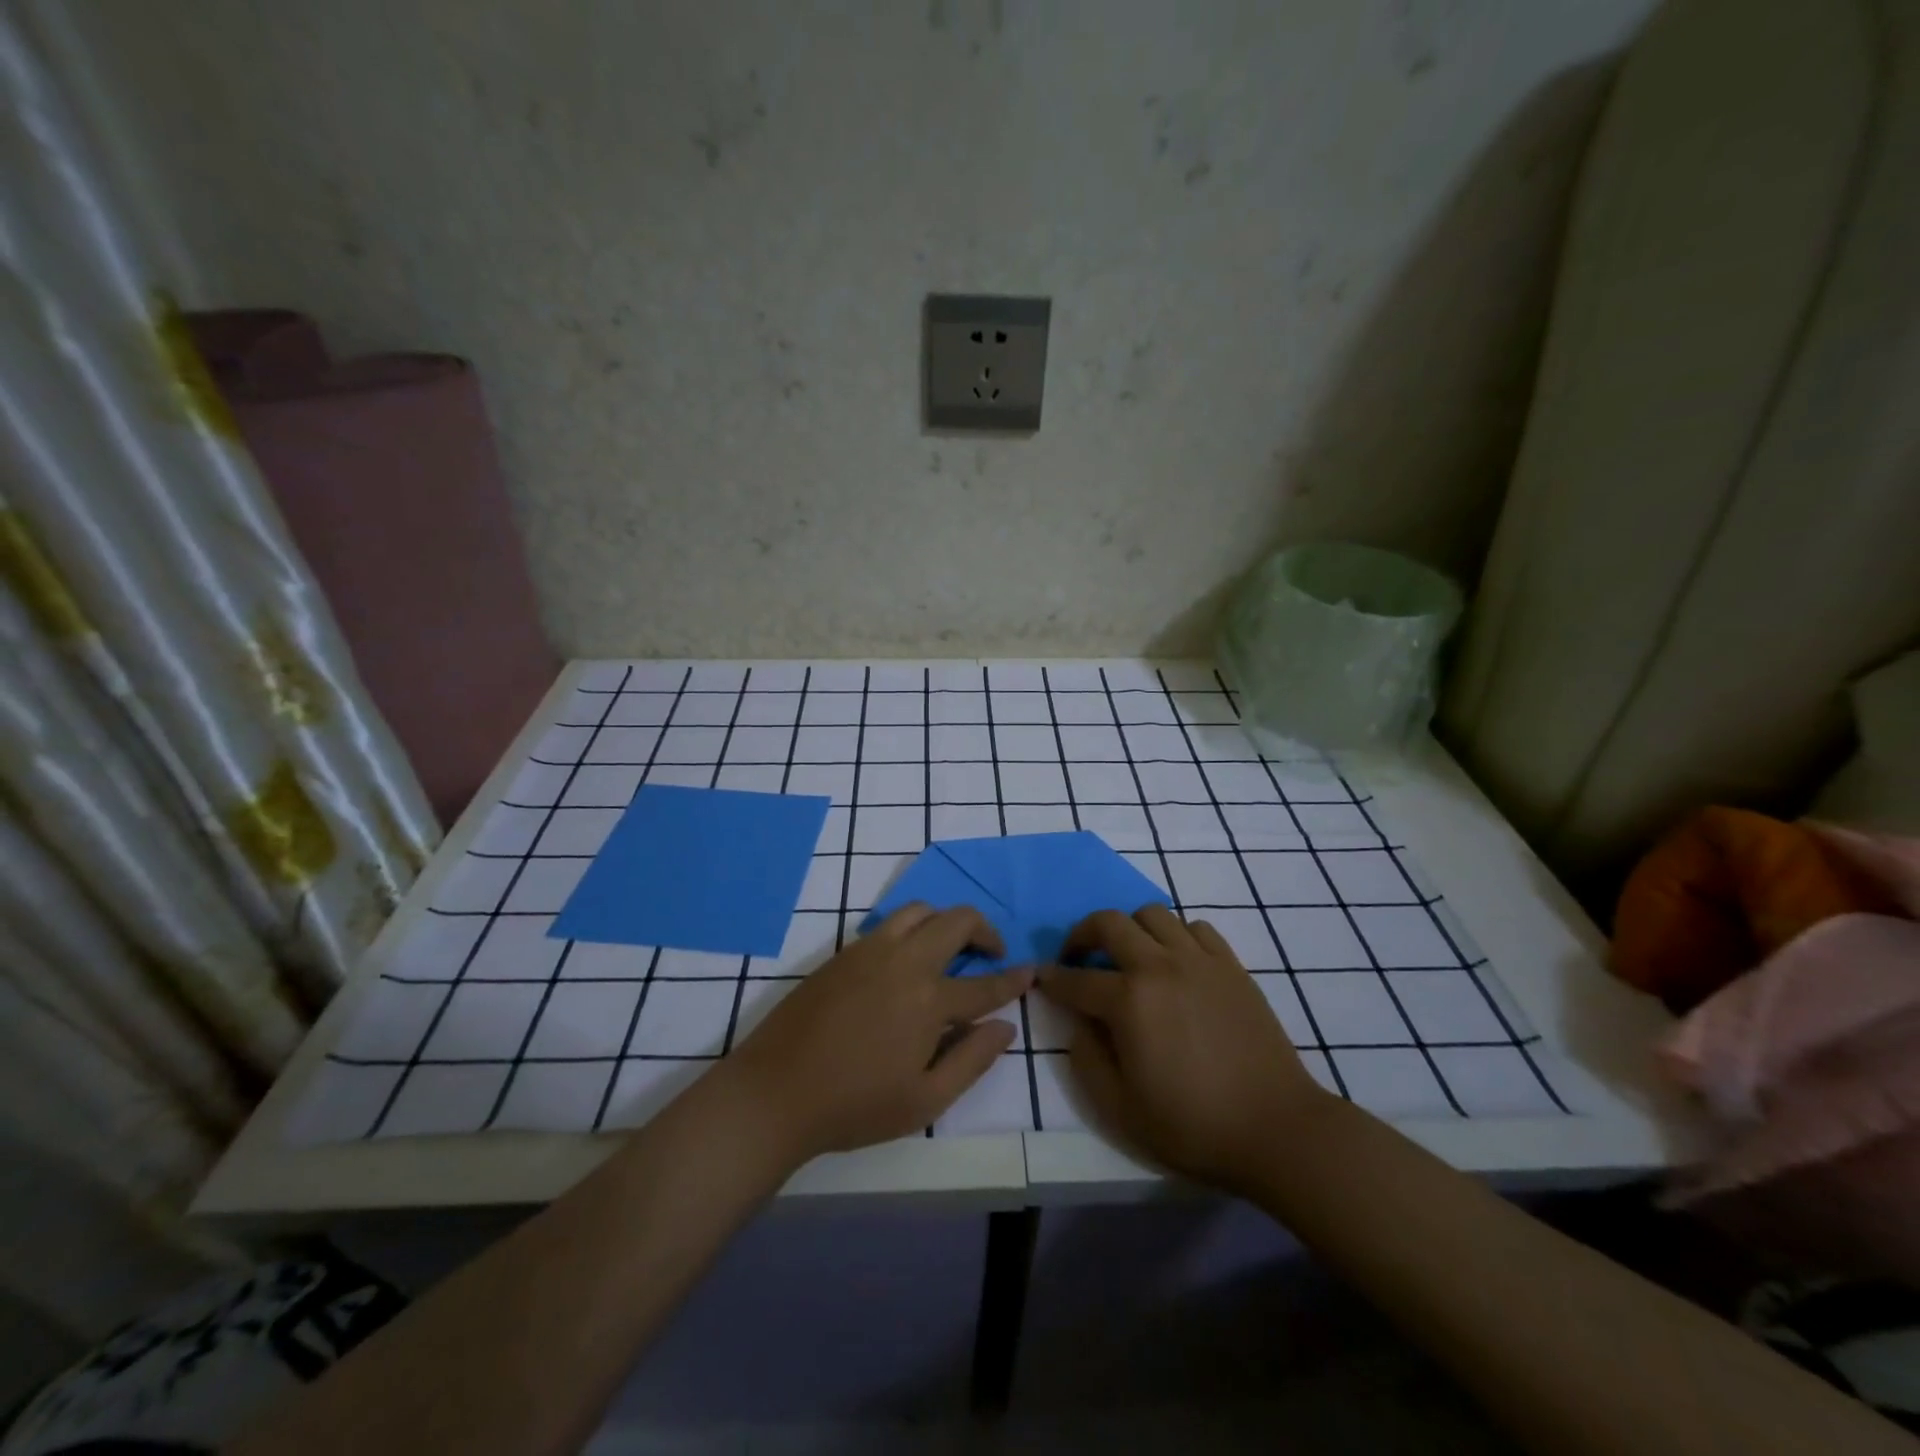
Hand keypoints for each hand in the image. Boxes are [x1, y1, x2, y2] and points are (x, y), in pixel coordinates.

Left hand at [723, 904, 1031, 1162]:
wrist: (775, 1092)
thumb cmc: (854, 1106)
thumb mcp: (925, 1101)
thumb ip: (972, 1060)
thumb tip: (1006, 1027)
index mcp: (928, 1000)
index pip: (984, 984)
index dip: (1013, 979)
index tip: (1032, 971)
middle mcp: (903, 962)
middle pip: (956, 921)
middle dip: (985, 930)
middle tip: (993, 952)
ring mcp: (870, 950)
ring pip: (920, 910)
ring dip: (945, 920)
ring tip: (951, 947)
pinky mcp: (843, 952)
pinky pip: (888, 923)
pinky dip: (912, 928)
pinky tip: (908, 958)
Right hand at [1040, 906, 1331, 1192]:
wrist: (1276, 1129)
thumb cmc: (1193, 1125)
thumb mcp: (1120, 1108)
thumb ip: (1086, 1059)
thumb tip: (1078, 1023)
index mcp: (1129, 1001)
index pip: (1076, 979)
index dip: (1052, 978)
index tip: (1042, 977)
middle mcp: (1160, 966)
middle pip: (1109, 923)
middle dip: (1082, 934)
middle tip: (1078, 956)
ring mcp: (1199, 960)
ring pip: (1153, 914)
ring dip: (1130, 928)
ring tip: (1129, 956)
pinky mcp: (1231, 965)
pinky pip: (1196, 927)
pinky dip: (1176, 935)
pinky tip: (1175, 962)